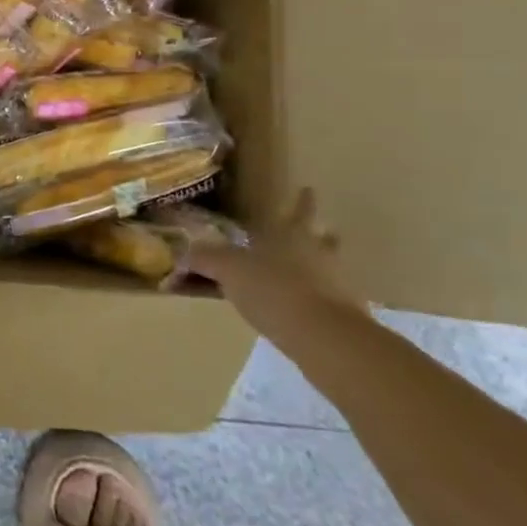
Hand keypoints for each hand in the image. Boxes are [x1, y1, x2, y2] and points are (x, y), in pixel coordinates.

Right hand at [184, 189, 366, 344]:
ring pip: (327, 268)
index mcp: (291, 234)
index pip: (299, 210)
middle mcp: (318, 253)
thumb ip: (205, 258)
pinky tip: (298, 309)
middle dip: (318, 234)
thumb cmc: (273, 289)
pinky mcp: (343, 316)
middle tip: (315, 231)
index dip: (303, 200)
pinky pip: (326, 299)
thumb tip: (182, 254)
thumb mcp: (228, 269)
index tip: (309, 188)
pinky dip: (314, 300)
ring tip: (300, 274)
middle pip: (323, 237)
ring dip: (317, 268)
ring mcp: (336, 284)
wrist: (323, 338)